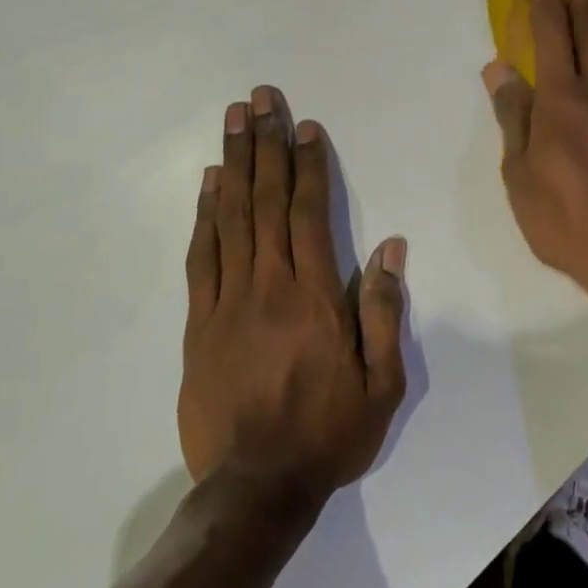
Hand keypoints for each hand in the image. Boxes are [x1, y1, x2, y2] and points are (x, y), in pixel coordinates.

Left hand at [179, 86, 408, 500]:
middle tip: (259, 98)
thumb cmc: (329, 433)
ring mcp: (226, 303)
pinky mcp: (197, 325)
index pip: (310, 214)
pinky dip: (204, 216)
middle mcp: (268, 287)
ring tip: (233, 121)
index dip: (309, 165)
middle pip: (266, 201)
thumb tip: (389, 248)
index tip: (304, 125)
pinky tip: (209, 184)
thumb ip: (383, 311)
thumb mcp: (381, 383)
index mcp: (314, 298)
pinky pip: (201, 258)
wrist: (254, 489)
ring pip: (230, 219)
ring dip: (233, 164)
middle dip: (265, 145)